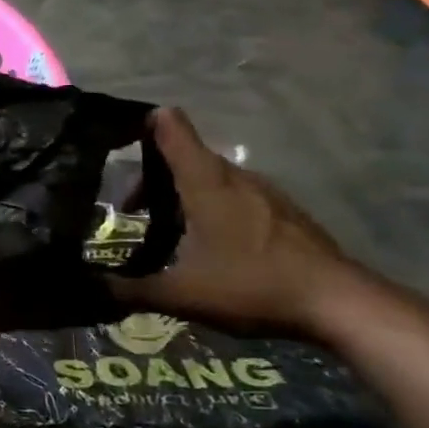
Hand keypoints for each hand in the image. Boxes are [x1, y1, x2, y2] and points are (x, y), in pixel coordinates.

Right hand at [120, 108, 355, 340]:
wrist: (340, 303)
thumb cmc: (251, 286)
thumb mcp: (181, 295)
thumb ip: (130, 290)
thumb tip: (89, 289)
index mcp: (205, 184)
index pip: (173, 130)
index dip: (145, 124)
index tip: (118, 133)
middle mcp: (235, 177)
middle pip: (188, 155)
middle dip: (155, 175)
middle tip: (131, 207)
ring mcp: (265, 193)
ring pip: (213, 177)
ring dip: (185, 192)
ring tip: (166, 228)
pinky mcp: (285, 212)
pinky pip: (237, 195)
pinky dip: (213, 205)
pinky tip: (210, 242)